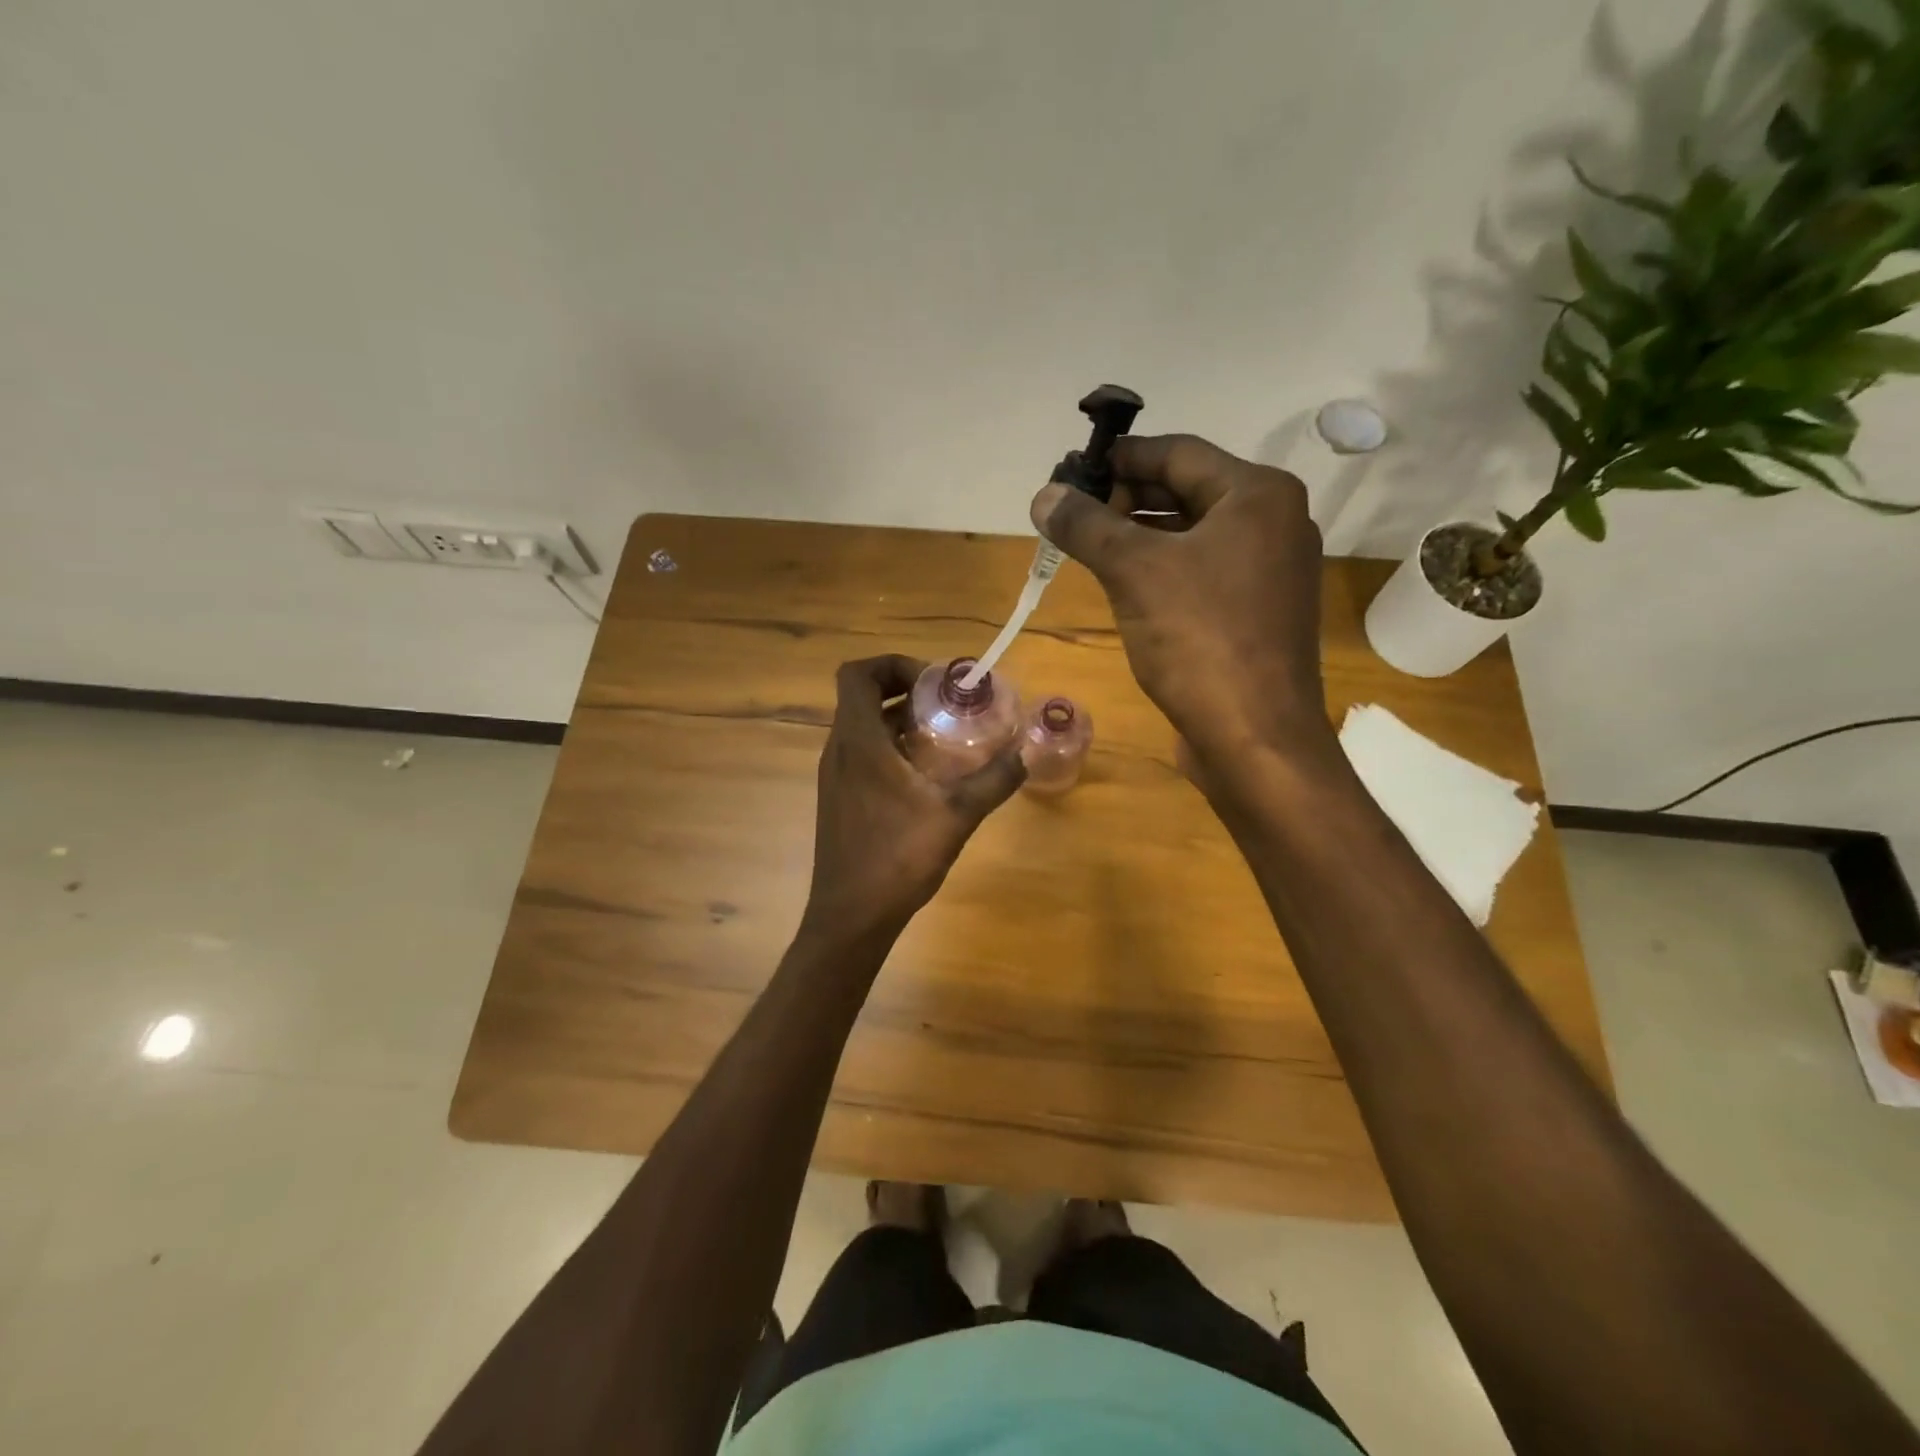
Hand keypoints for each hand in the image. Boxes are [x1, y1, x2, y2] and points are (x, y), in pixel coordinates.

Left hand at [802, 656, 1025, 941]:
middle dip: (905, 690)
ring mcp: (835, 776)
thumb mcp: (956, 816)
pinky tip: (925, 775)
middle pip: (861, 696)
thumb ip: (994, 780)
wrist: (851, 917)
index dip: (893, 664)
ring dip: (899, 719)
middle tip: (947, 704)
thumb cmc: (897, 859)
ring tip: (944, 735)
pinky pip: (862, 753)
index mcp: (859, 742)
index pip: (857, 674)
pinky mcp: (839, 798)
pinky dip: (890, 746)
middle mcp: (839, 750)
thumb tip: (1027, 751)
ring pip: (862, 726)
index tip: (934, 683)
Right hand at [1030, 435, 1330, 774]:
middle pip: (1187, 491)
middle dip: (1126, 499)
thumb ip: (1086, 526)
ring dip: (1139, 536)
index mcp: (1258, 494)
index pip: (1178, 452)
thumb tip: (1044, 495)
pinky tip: (1123, 584)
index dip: (1120, 458)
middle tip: (1073, 515)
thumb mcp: (1134, 571)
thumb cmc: (1200, 639)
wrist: (1255, 736)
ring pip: (1192, 535)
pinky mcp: (1257, 612)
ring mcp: (1269, 570)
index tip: (1072, 472)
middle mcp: (1274, 522)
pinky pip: (1201, 572)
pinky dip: (1161, 569)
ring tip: (1087, 547)